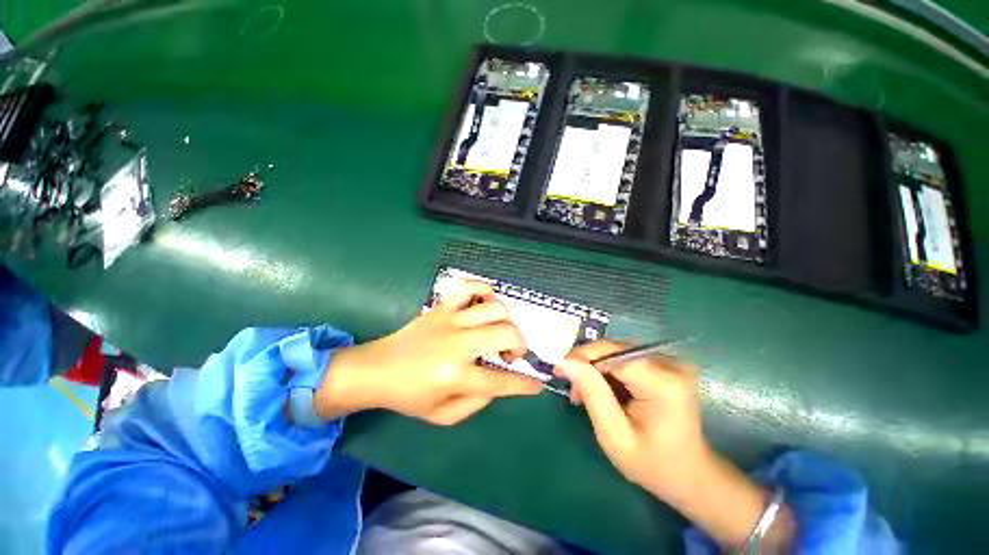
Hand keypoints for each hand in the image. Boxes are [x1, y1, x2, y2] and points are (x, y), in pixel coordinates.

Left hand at [315, 280, 541, 423]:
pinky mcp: (442, 307)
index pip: (501, 381)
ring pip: (494, 309)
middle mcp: (457, 344)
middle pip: (505, 334)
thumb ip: (477, 403)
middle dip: (520, 345)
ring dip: (507, 322)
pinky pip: (468, 287)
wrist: (377, 370)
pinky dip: (484, 290)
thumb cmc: (409, 396)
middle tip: (511, 356)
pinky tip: (486, 304)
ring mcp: (450, 320)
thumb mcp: (443, 415)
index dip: (524, 384)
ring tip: (500, 333)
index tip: (537, 385)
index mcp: (455, 376)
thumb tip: (498, 383)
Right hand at [558, 341, 792, 549]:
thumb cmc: (652, 464)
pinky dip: (608, 371)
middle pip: (615, 349)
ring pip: (617, 352)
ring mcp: (670, 363)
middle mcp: (670, 364)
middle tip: (571, 387)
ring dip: (596, 368)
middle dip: (588, 364)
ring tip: (583, 392)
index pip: (613, 354)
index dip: (583, 357)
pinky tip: (601, 389)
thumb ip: (592, 393)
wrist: (691, 475)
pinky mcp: (665, 366)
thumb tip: (566, 362)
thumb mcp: (614, 435)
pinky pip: (626, 359)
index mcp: (663, 383)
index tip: (559, 369)